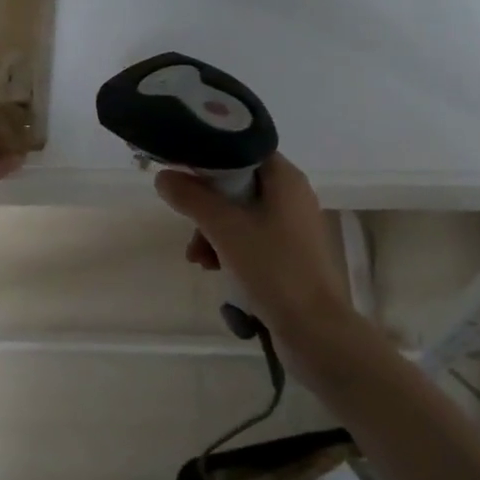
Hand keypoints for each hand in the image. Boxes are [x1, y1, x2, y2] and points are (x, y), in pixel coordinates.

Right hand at [154, 153, 358, 344]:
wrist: (315, 330)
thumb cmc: (272, 268)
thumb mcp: (224, 228)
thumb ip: (191, 198)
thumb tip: (164, 176)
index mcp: (285, 178)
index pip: (242, 149)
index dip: (209, 157)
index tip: (182, 172)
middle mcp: (292, 196)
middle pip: (237, 184)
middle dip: (206, 206)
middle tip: (188, 225)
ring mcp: (292, 227)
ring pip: (240, 215)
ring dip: (213, 232)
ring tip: (198, 259)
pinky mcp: (289, 255)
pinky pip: (251, 239)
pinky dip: (229, 249)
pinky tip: (214, 269)